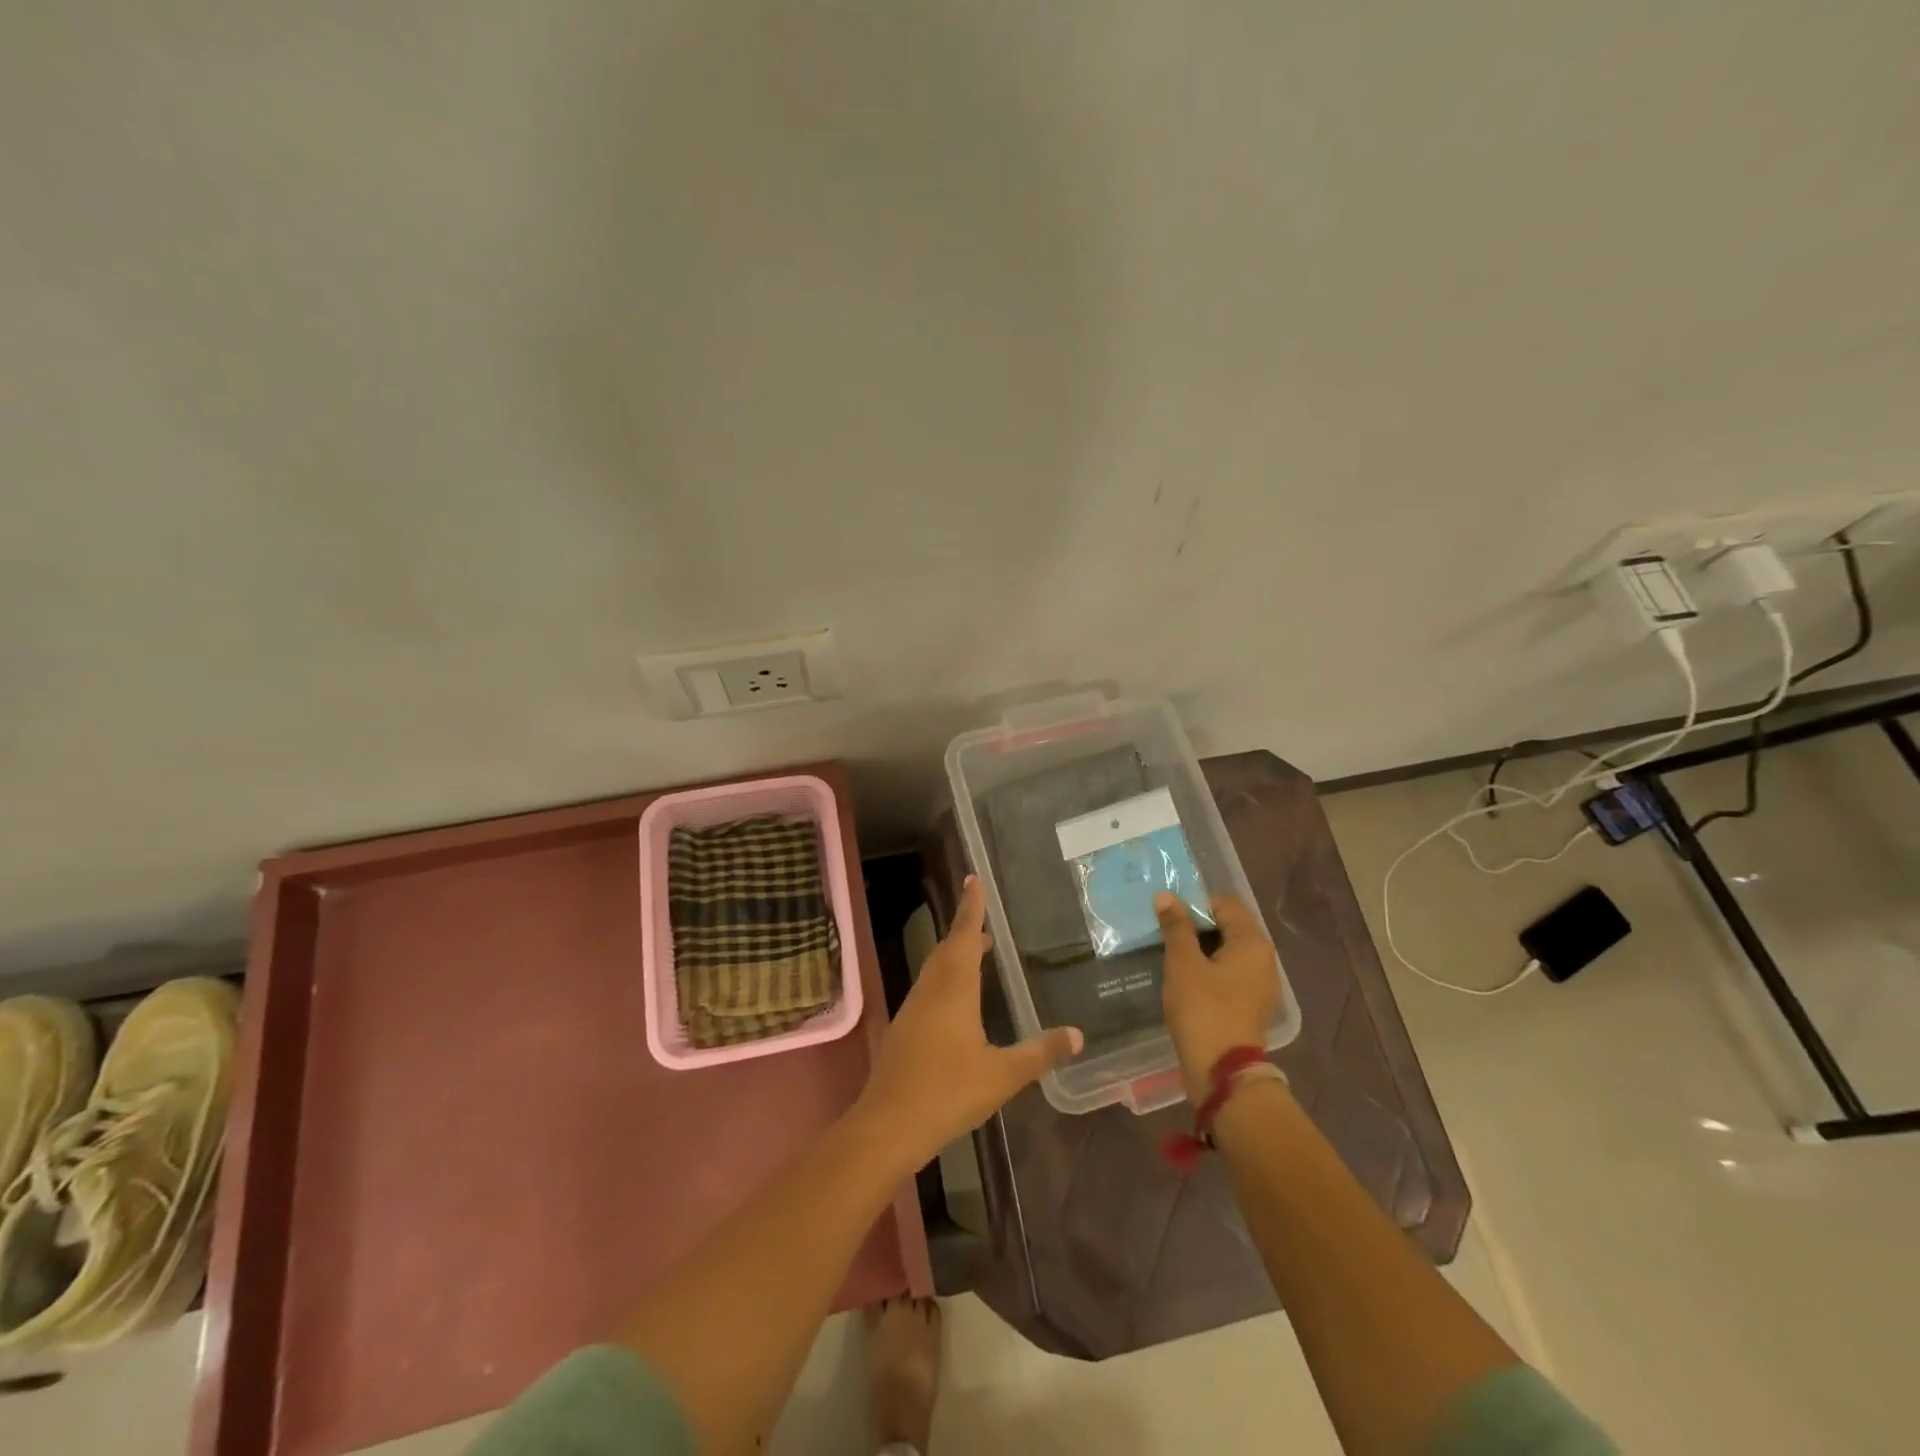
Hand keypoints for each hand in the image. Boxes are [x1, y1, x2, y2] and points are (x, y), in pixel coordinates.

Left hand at [853, 876, 1082, 1166]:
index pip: (965, 936)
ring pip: (935, 969)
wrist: (888, 1124)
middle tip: (985, 919)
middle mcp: (931, 990)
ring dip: (955, 954)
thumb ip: (1039, 1053)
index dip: (971, 907)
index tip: (973, 879)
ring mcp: (913, 1009)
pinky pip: (929, 988)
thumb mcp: (1002, 1075)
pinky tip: (957, 1001)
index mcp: (954, 989)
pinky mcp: (904, 1029)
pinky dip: (946, 979)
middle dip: (966, 930)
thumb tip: (1077, 1035)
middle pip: (948, 948)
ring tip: (977, 954)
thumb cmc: (947, 1092)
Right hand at [1157, 892, 1281, 1102]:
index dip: (1194, 904)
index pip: (1224, 903)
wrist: (1222, 1073)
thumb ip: (1176, 926)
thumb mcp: (1183, 963)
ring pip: (1225, 951)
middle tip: (1163, 933)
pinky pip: (1227, 974)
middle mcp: (1263, 959)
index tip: (1167, 916)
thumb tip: (1166, 896)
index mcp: (1253, 942)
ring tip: (1169, 954)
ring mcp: (1259, 984)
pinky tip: (1183, 979)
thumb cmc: (1203, 1009)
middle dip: (1195, 926)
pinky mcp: (1249, 1004)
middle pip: (1227, 926)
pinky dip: (1206, 970)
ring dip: (1198, 949)